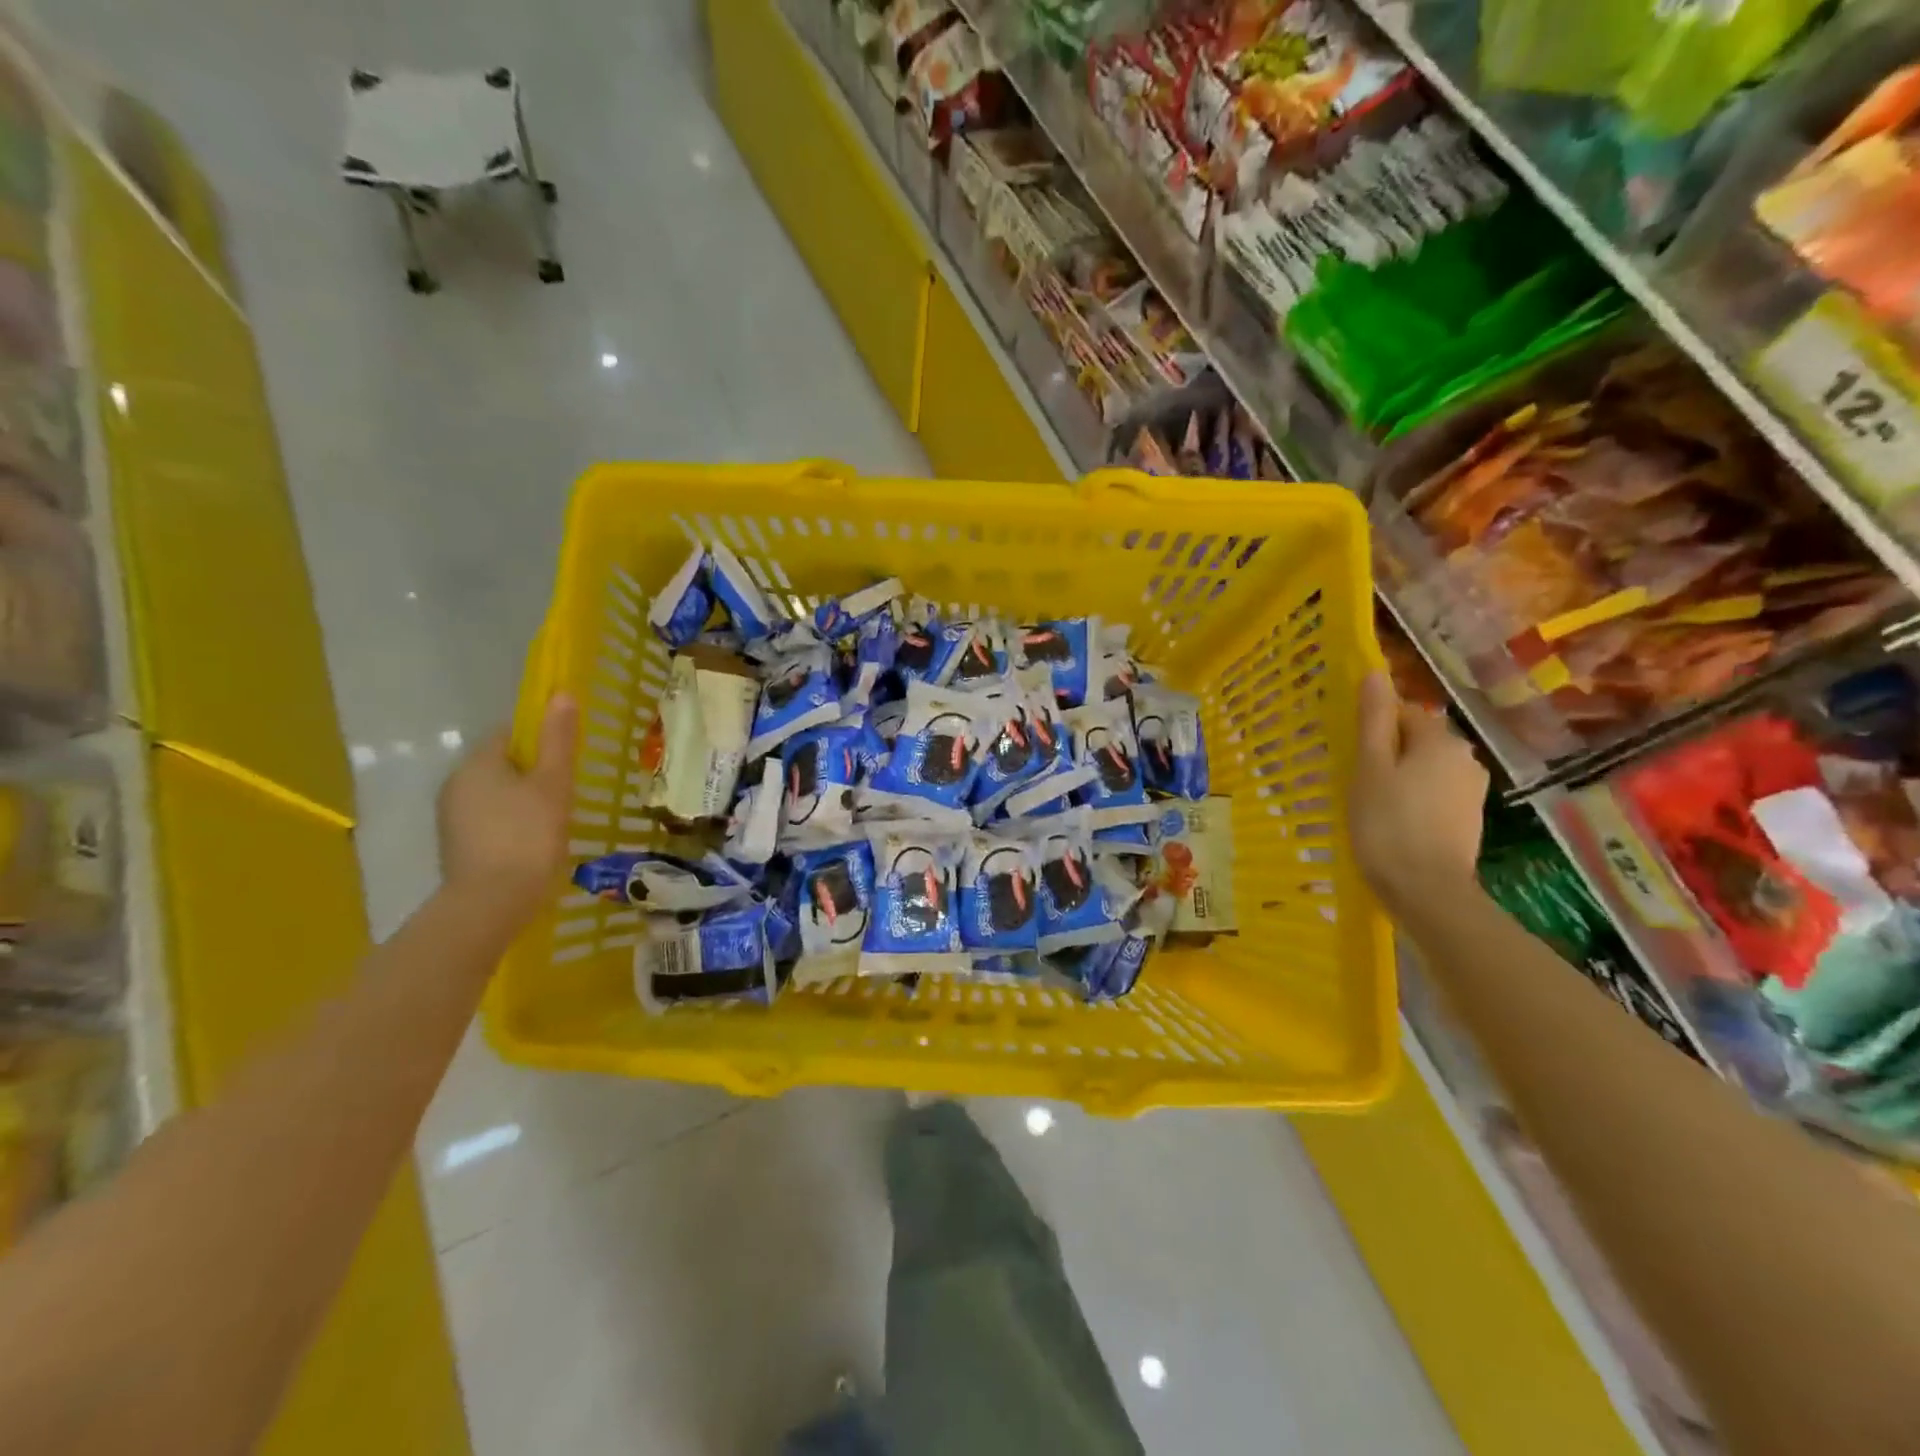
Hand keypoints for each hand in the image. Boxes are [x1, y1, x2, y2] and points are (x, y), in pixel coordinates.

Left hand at [436, 695, 577, 925]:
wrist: (491, 903)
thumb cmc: (528, 835)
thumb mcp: (554, 783)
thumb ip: (558, 739)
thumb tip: (562, 693)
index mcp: (478, 763)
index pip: (510, 734)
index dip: (541, 741)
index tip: (566, 761)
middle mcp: (456, 783)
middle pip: (501, 764)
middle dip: (532, 774)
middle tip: (566, 793)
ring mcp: (451, 817)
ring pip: (495, 794)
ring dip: (521, 801)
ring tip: (553, 822)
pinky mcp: (455, 846)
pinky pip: (488, 821)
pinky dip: (509, 825)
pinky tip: (531, 845)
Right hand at [1351, 672, 1487, 913]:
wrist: (1427, 890)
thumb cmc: (1388, 824)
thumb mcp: (1369, 767)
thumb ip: (1373, 720)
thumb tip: (1375, 673)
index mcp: (1440, 740)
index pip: (1403, 712)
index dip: (1373, 727)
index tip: (1349, 751)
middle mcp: (1465, 758)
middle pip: (1417, 740)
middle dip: (1388, 751)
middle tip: (1355, 778)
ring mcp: (1472, 790)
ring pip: (1426, 768)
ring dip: (1401, 777)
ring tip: (1371, 802)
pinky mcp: (1470, 818)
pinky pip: (1435, 793)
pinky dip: (1414, 799)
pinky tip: (1394, 821)